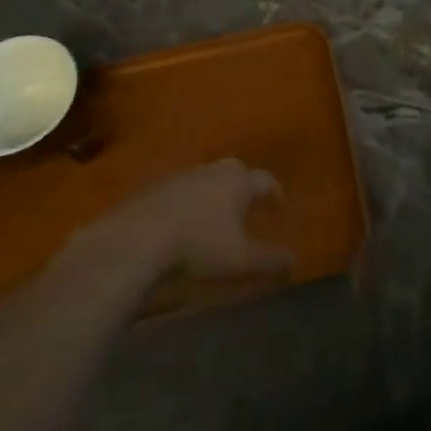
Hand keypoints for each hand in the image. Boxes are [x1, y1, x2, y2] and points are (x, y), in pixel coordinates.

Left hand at [77, 159, 294, 283]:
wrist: (137, 240)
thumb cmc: (198, 247)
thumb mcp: (241, 261)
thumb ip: (270, 261)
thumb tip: (293, 260)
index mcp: (237, 183)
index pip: (264, 180)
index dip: (274, 193)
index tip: (277, 207)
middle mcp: (211, 171)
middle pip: (234, 170)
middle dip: (244, 185)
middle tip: (247, 206)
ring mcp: (180, 176)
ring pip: (205, 177)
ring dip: (214, 192)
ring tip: (214, 216)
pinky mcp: (153, 187)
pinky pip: (179, 189)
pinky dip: (188, 200)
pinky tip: (182, 221)